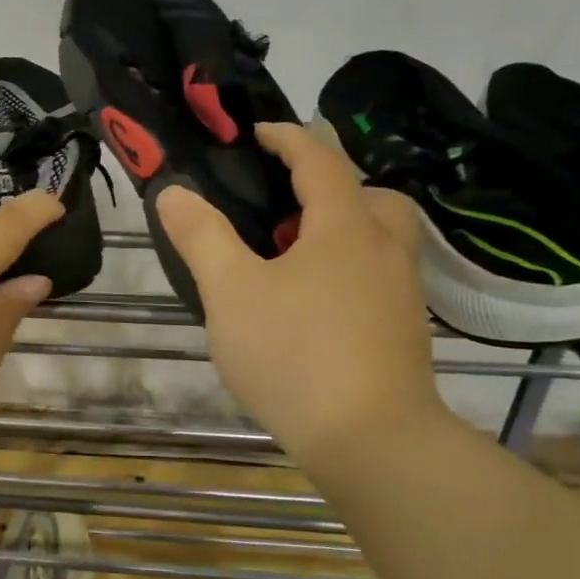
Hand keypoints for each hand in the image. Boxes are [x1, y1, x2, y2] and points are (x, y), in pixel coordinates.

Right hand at [156, 122, 450, 458]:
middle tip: (287, 209)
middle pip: (370, 196)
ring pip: (381, 240)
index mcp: (345, 228)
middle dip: (329, 188)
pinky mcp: (406, 334)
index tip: (258, 133)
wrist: (373, 444)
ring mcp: (403, 295)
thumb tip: (173, 192)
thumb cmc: (295, 355)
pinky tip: (313, 308)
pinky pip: (380, 278)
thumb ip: (201, 237)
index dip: (287, 138)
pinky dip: (350, 272)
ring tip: (294, 261)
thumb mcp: (231, 292)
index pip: (320, 160)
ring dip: (343, 232)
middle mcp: (385, 251)